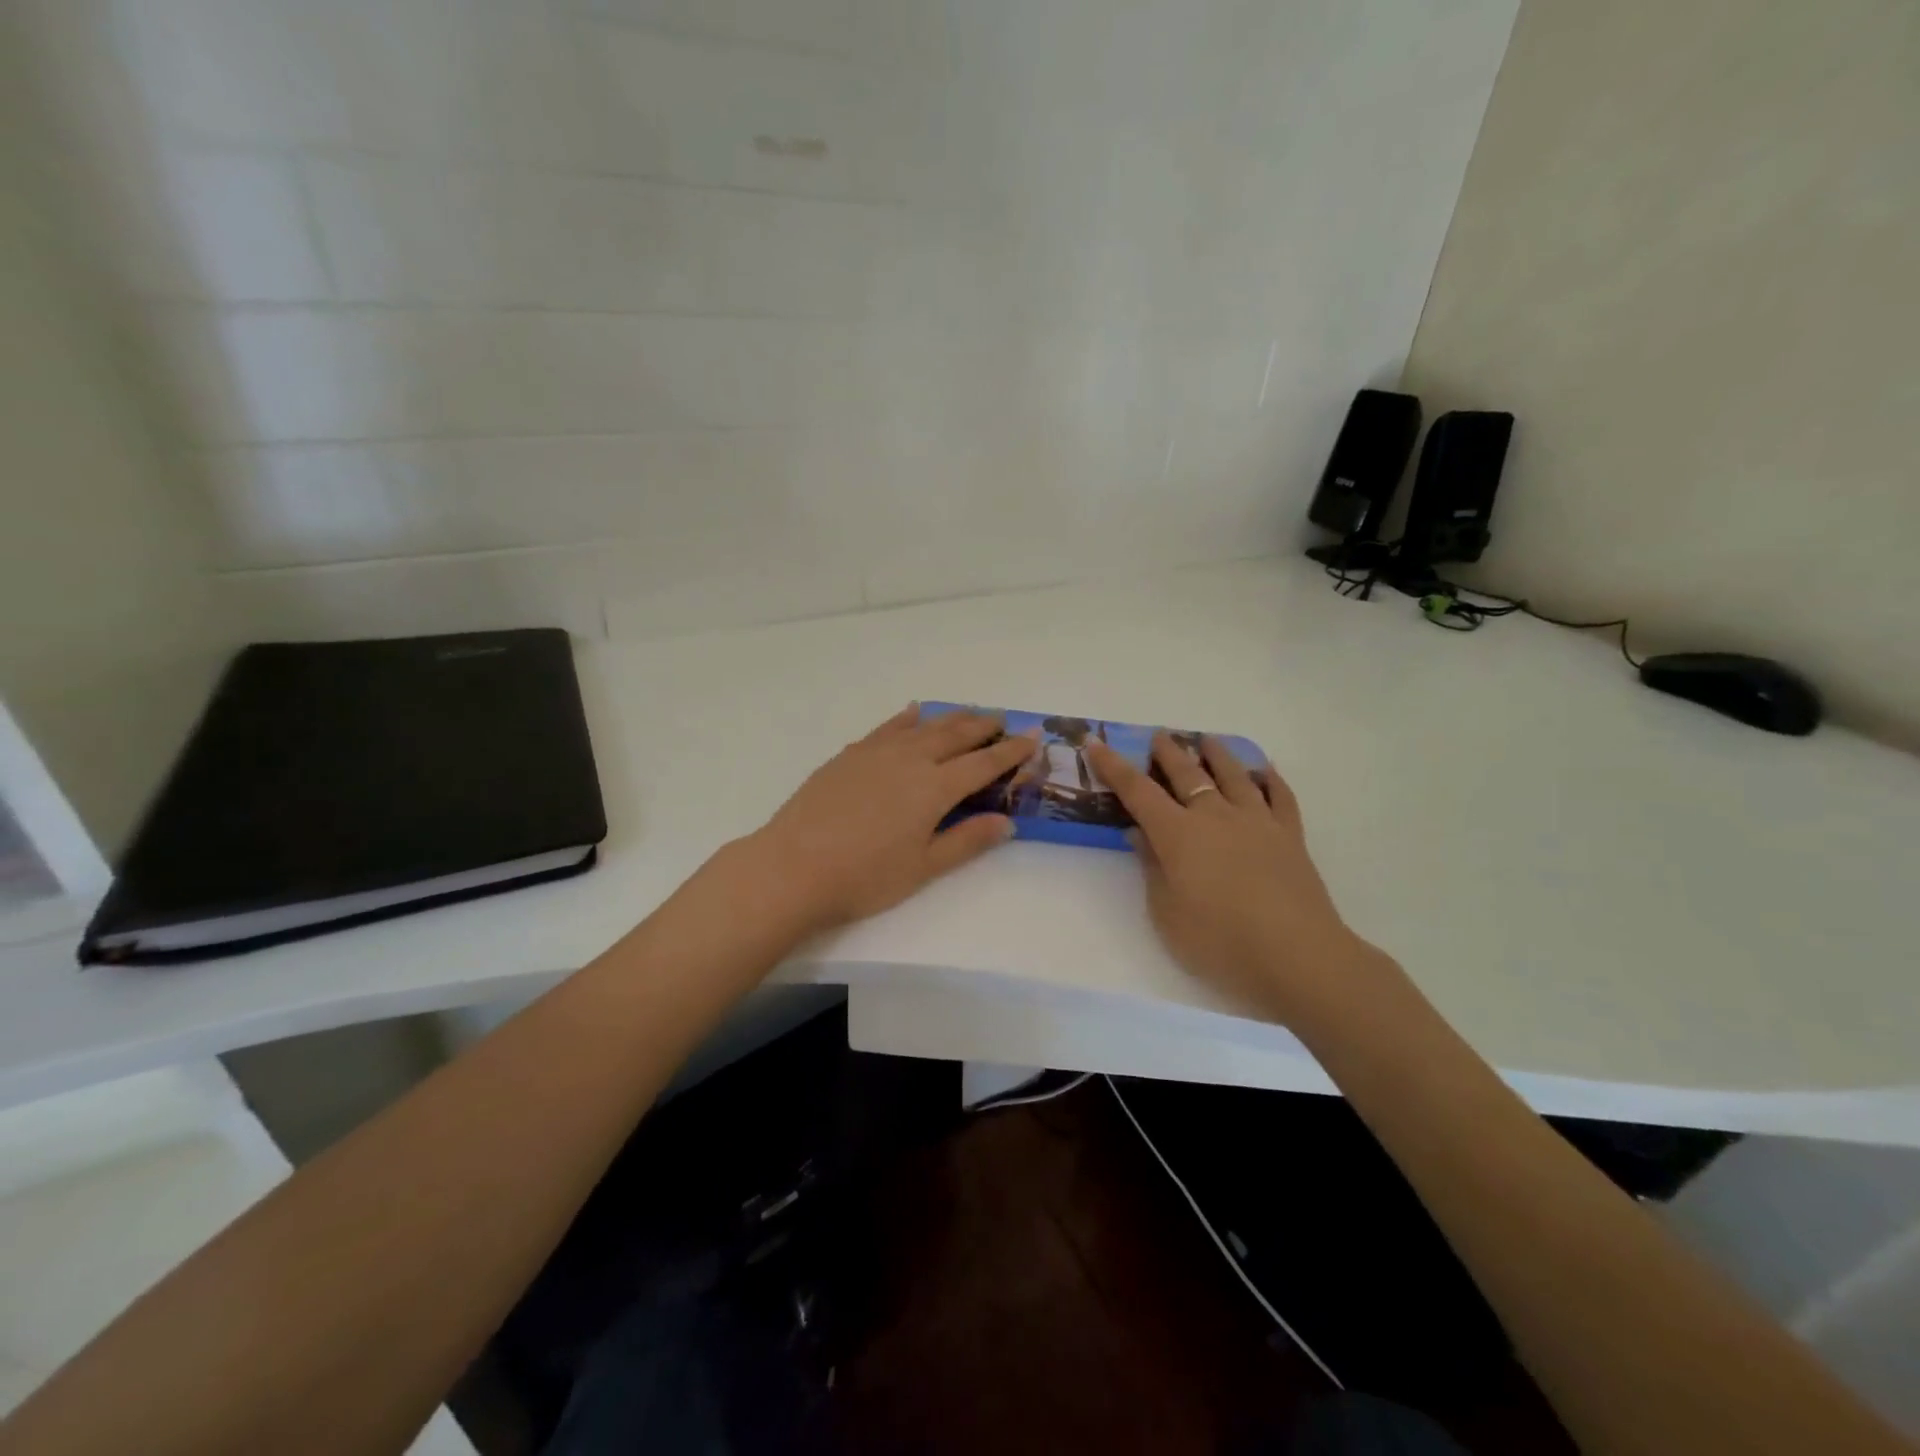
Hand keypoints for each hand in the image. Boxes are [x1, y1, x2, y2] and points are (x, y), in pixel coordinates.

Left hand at [742, 704, 1035, 932]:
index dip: (1011, 751)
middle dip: (984, 726)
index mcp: (935, 788)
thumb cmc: (864, 877)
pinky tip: (913, 713)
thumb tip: (1006, 822)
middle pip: (956, 735)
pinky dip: (906, 718)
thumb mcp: (923, 867)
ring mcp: (877, 753)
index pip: (983, 763)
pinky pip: (886, 727)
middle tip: (1003, 719)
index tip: (1033, 738)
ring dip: (951, 717)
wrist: (793, 866)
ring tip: (969, 712)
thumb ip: (967, 841)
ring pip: (924, 726)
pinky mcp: (850, 755)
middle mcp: (911, 760)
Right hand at [1087, 732, 1379, 1023]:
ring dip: (1217, 755)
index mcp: (1178, 834)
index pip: (1138, 791)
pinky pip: (1280, 797)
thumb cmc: (1220, 941)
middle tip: (1158, 736)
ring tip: (1208, 740)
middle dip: (1168, 752)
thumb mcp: (1167, 913)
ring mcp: (1257, 822)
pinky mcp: (1290, 836)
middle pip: (1188, 774)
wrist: (1297, 955)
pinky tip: (1265, 771)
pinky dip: (1271, 779)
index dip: (1114, 767)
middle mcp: (1215, 816)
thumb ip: (1152, 868)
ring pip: (1234, 775)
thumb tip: (1141, 834)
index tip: (1095, 743)